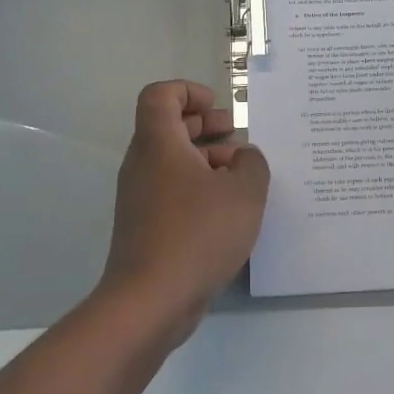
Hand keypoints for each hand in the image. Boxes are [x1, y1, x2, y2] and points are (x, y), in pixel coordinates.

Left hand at [99, 80, 270, 342]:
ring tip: (242, 176)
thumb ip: (253, 164)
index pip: (160, 95)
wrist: (149, 302)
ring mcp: (140, 197)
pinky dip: (198, 189)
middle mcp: (143, 163)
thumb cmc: (197, 234)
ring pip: (172, 161)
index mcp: (158, 143)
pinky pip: (172, 191)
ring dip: (206, 159)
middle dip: (205, 124)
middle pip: (168, 126)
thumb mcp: (244, 192)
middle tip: (237, 136)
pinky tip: (229, 212)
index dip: (189, 91)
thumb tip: (244, 157)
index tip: (218, 108)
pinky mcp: (145, 226)